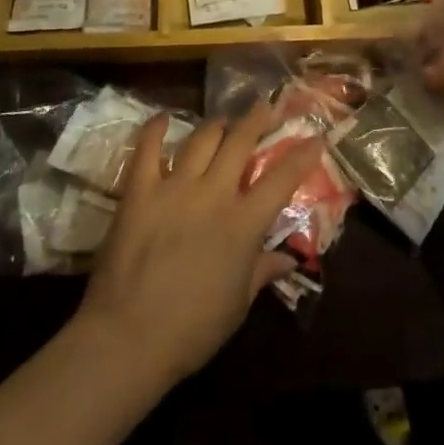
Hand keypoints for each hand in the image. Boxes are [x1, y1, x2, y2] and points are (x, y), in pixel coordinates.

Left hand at [76, 107, 324, 386]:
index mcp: (243, 224)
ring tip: (221, 121)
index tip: (316, 137)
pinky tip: (162, 119)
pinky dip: (156, 130)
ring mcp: (175, 187)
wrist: (128, 338)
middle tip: (263, 106)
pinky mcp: (140, 190)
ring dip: (215, 125)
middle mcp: (213, 194)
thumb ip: (263, 272)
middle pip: (239, 142)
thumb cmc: (192, 330)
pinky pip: (148, 149)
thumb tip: (290, 258)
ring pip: (201, 138)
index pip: (281, 179)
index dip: (302, 155)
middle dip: (255, 119)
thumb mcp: (238, 305)